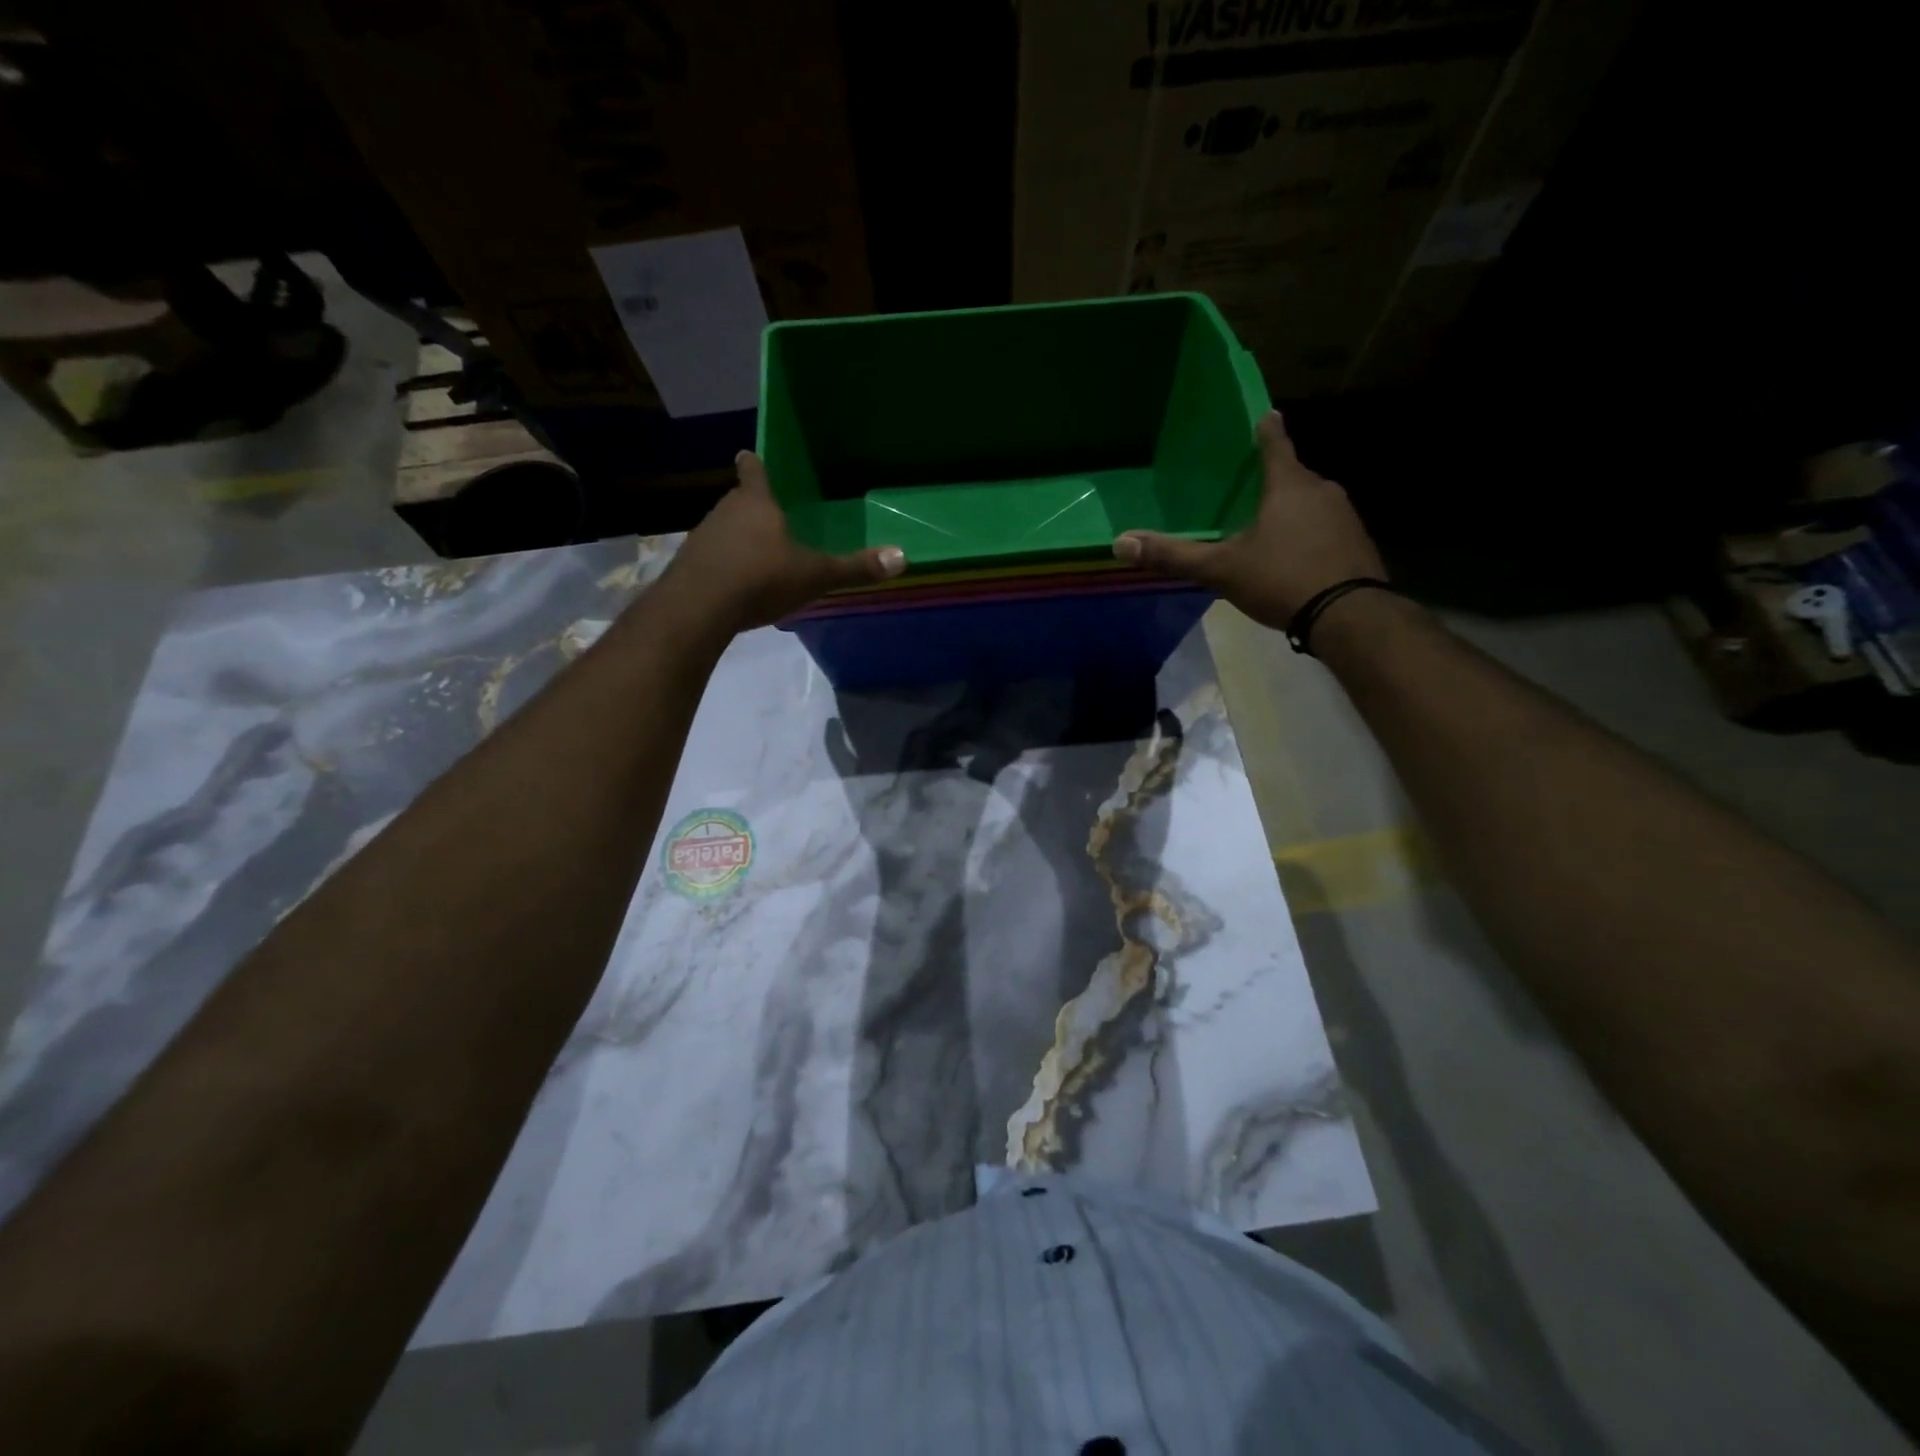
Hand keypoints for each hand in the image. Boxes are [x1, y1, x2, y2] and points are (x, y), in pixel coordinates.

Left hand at [664, 451, 904, 630]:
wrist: (700, 607)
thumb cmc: (762, 578)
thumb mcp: (815, 575)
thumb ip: (855, 568)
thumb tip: (903, 558)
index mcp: (757, 504)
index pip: (755, 472)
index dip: (755, 465)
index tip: (749, 455)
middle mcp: (725, 512)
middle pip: (738, 501)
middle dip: (751, 507)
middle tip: (768, 515)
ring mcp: (702, 538)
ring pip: (723, 530)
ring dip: (736, 538)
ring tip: (754, 554)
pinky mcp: (687, 566)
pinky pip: (711, 558)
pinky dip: (722, 566)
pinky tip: (734, 584)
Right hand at [1113, 411, 1384, 631]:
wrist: (1348, 616)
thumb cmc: (1281, 579)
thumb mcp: (1220, 569)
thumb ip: (1173, 556)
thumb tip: (1121, 543)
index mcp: (1289, 486)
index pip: (1275, 444)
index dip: (1266, 430)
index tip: (1266, 414)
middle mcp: (1323, 490)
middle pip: (1293, 476)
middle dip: (1274, 481)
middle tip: (1251, 489)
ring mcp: (1346, 517)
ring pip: (1311, 504)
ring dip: (1292, 511)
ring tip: (1269, 529)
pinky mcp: (1359, 543)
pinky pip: (1327, 530)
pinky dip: (1310, 536)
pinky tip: (1295, 558)